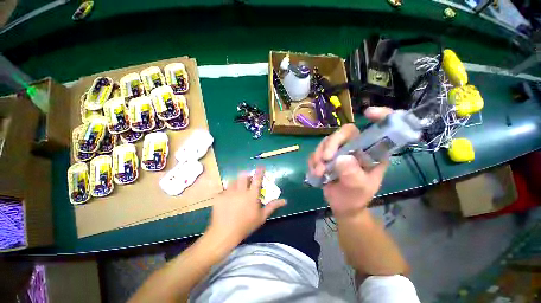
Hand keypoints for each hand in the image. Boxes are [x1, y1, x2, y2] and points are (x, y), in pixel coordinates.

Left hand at [206, 167, 285, 247]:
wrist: (225, 233)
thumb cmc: (246, 225)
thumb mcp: (261, 217)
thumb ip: (272, 206)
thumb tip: (284, 201)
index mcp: (251, 195)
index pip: (257, 179)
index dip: (260, 171)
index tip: (261, 166)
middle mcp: (240, 191)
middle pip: (243, 176)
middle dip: (246, 175)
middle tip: (247, 180)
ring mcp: (229, 193)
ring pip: (233, 181)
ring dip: (237, 183)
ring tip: (237, 189)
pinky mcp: (220, 196)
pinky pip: (224, 190)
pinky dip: (227, 192)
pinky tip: (227, 199)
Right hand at [308, 107, 392, 217]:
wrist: (342, 205)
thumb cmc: (355, 198)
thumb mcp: (358, 189)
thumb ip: (352, 175)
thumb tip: (341, 158)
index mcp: (372, 153)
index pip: (379, 130)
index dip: (379, 117)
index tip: (369, 113)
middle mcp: (356, 148)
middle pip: (344, 133)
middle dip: (331, 144)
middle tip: (325, 159)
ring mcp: (340, 151)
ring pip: (327, 141)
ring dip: (319, 155)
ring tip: (319, 172)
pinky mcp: (327, 155)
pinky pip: (317, 151)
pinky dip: (314, 160)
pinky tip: (316, 172)